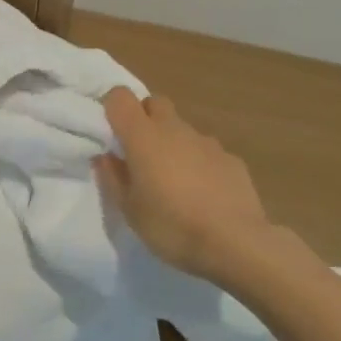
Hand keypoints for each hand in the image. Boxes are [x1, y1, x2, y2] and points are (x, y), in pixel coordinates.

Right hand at [95, 88, 317, 287]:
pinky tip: (204, 194)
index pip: (120, 96)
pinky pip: (206, 151)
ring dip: (172, 143)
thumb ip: (113, 177)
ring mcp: (206, 142)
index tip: (110, 132)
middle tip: (140, 153)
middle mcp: (174, 129)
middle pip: (154, 103)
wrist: (236, 244)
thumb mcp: (129, 210)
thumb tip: (105, 156)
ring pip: (181, 128)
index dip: (112, 107)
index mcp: (143, 137)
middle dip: (144, 118)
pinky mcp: (231, 159)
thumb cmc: (172, 226)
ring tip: (174, 180)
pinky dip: (199, 162)